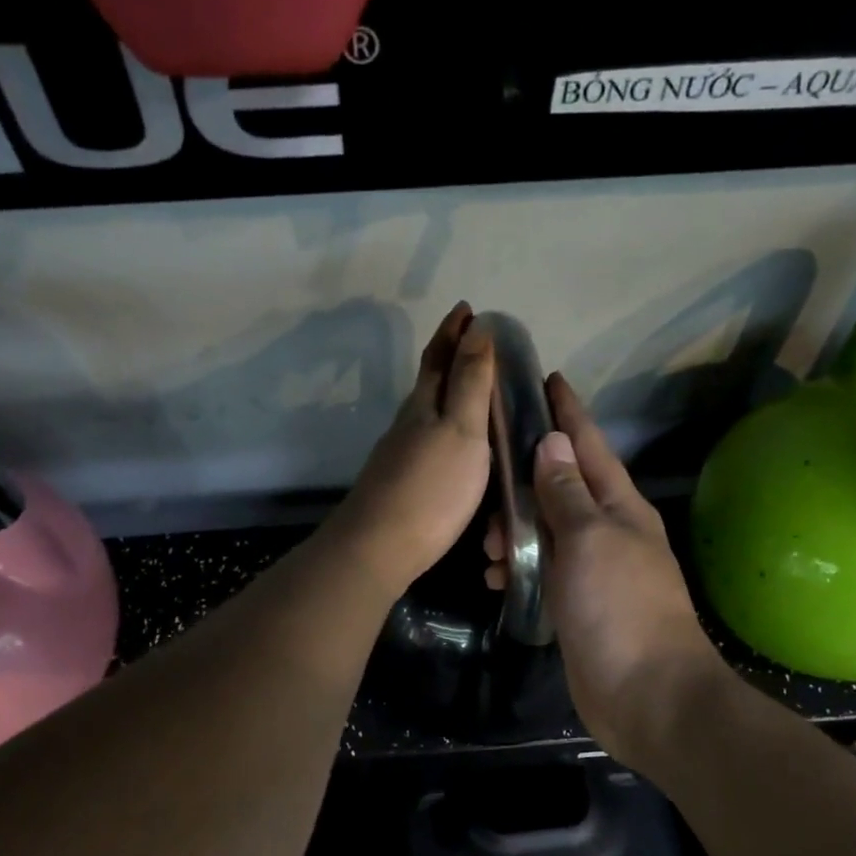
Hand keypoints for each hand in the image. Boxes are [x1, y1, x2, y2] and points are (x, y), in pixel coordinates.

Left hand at [330, 303, 494, 596]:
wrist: (379, 547)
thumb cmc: (430, 487)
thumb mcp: (461, 429)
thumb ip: (470, 382)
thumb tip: (476, 327)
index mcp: (424, 405)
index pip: (439, 356)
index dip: (453, 331)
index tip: (467, 307)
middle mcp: (408, 424)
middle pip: (429, 382)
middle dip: (451, 358)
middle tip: (476, 343)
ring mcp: (400, 455)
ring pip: (426, 413)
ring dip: (448, 395)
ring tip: (475, 392)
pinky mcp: (401, 484)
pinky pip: (427, 442)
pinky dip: (444, 429)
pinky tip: (454, 446)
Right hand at [487, 374, 721, 757]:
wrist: (647, 695)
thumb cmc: (619, 607)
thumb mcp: (589, 539)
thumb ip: (566, 492)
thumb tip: (554, 442)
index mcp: (619, 507)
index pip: (588, 445)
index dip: (568, 411)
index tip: (547, 379)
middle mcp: (608, 531)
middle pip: (562, 486)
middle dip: (525, 478)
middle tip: (487, 480)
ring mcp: (594, 569)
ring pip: (547, 530)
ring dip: (516, 530)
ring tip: (489, 546)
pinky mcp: (578, 604)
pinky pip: (543, 569)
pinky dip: (520, 567)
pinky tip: (499, 578)